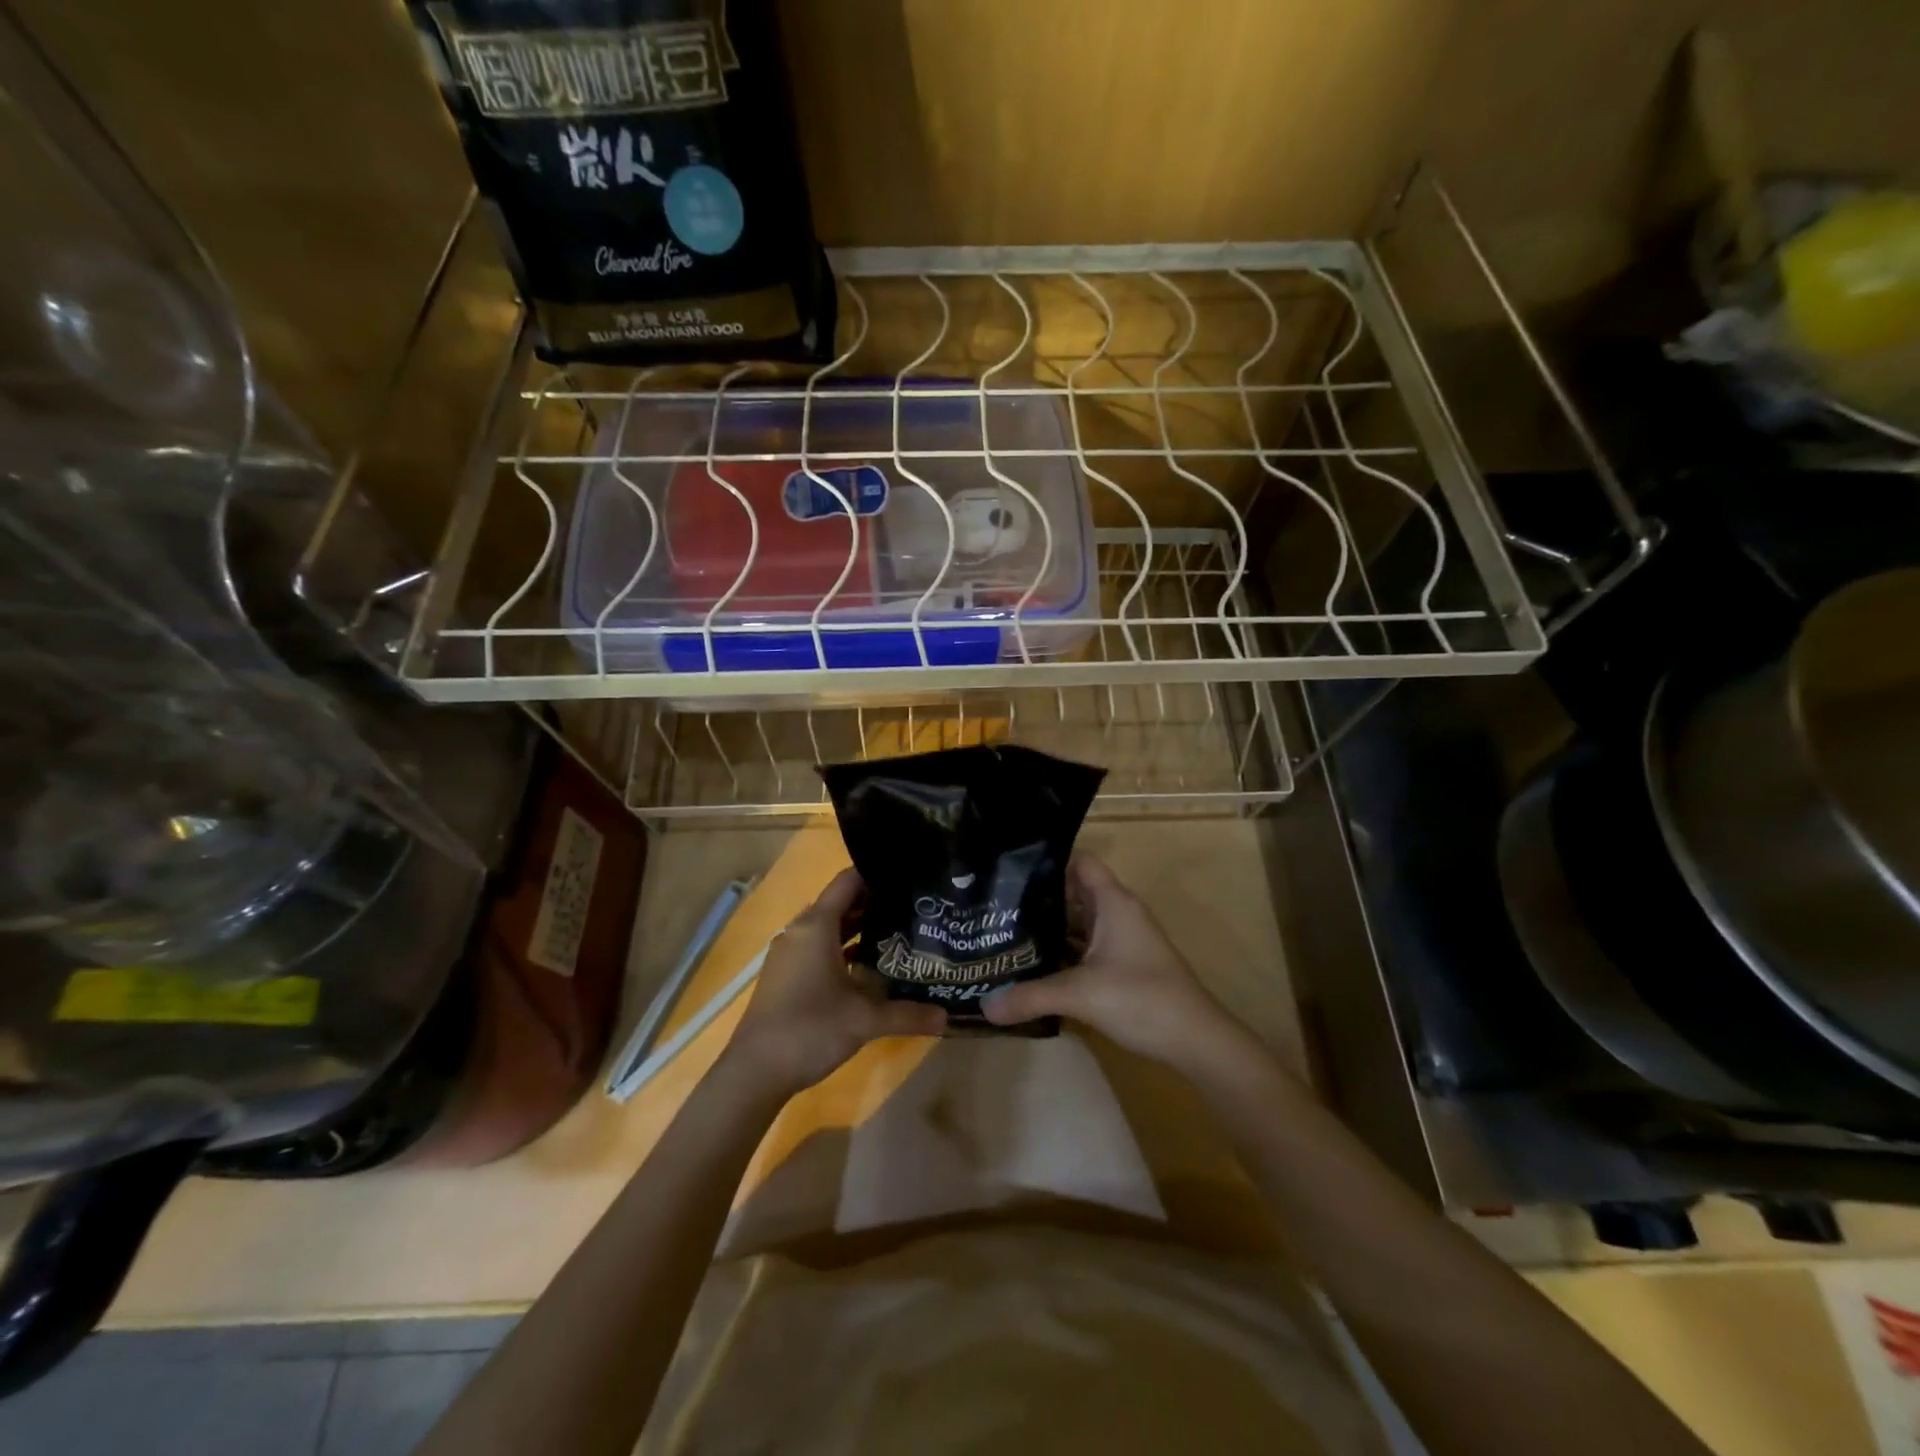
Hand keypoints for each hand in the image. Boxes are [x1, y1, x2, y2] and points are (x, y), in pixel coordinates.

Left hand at [724, 869, 945, 1097]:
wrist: (754, 1072)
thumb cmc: (809, 1029)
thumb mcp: (865, 1021)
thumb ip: (908, 1014)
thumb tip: (947, 1016)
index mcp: (816, 925)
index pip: (848, 881)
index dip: (878, 875)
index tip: (909, 879)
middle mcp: (801, 930)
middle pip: (841, 903)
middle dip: (876, 904)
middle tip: (914, 909)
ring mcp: (790, 953)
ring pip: (830, 928)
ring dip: (860, 930)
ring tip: (900, 935)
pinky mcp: (786, 974)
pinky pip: (819, 948)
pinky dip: (843, 950)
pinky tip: (869, 969)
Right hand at [979, 855, 1250, 1072]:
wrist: (1196, 1040)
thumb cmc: (1142, 999)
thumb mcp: (1080, 995)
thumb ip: (1030, 996)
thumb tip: (984, 1005)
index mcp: (1113, 902)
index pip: (1080, 861)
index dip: (1049, 861)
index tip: (1011, 870)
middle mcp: (1118, 913)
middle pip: (1074, 891)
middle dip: (1038, 898)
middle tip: (996, 907)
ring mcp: (1122, 940)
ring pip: (1079, 922)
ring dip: (1049, 928)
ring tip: (1006, 934)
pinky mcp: (1123, 965)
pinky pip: (1086, 946)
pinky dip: (1063, 951)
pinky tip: (1034, 966)